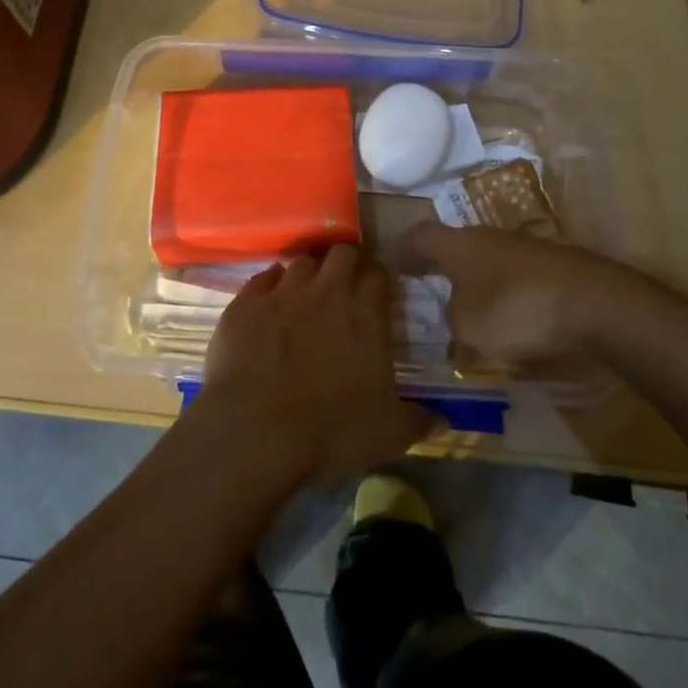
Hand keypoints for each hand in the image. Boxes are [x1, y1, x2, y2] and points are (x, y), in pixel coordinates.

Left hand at [195, 246, 434, 484]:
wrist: (256, 431)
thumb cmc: (330, 430)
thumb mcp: (388, 434)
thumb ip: (417, 421)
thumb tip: (441, 421)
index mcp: (365, 314)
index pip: (379, 273)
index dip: (379, 279)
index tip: (378, 292)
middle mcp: (326, 291)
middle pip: (341, 252)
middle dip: (346, 263)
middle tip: (344, 287)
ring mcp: (283, 292)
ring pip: (301, 261)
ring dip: (307, 274)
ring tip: (305, 295)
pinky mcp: (246, 303)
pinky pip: (262, 279)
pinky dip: (268, 287)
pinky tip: (268, 305)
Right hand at [384, 222, 632, 365]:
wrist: (595, 303)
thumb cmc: (517, 309)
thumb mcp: (468, 328)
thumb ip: (452, 322)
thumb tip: (456, 318)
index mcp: (458, 245)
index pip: (419, 235)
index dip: (403, 249)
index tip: (391, 263)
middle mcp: (487, 237)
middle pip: (454, 245)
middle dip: (439, 265)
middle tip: (425, 287)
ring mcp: (523, 248)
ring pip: (486, 260)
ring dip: (473, 280)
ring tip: (466, 308)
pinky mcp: (552, 267)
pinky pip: (514, 277)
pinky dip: (503, 293)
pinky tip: (508, 319)